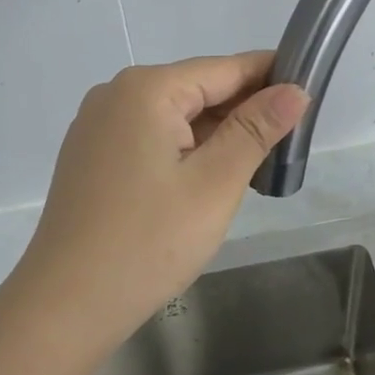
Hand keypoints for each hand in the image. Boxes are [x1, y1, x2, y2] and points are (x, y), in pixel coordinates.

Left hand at [5, 52, 308, 364]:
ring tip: (254, 169)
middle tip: (287, 147)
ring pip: (173, 117)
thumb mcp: (214, 184)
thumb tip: (295, 89)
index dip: (270, 77)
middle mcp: (115, 94)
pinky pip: (149, 138)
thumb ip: (256, 130)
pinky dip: (183, 151)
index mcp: (146, 89)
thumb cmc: (147, 243)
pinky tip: (204, 181)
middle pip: (196, 90)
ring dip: (214, 136)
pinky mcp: (90, 156)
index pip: (224, 68)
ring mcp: (97, 126)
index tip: (310, 95)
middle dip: (242, 113)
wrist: (64, 305)